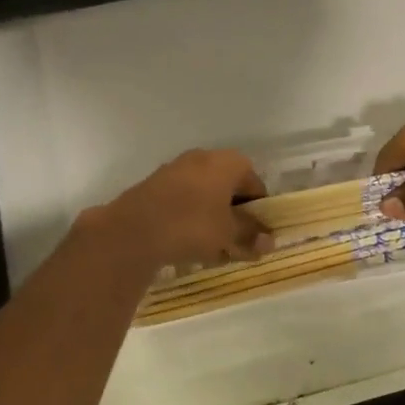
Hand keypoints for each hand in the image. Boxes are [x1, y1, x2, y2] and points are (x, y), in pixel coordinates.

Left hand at [92, 150, 273, 269]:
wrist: (133, 229)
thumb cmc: (193, 225)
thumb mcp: (228, 234)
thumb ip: (250, 236)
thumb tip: (270, 241)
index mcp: (229, 162)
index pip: (255, 184)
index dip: (259, 211)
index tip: (257, 235)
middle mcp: (204, 157)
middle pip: (229, 187)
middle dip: (234, 214)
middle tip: (235, 242)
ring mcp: (177, 168)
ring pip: (205, 194)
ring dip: (212, 217)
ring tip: (211, 246)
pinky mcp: (156, 183)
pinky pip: (183, 199)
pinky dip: (190, 216)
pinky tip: (186, 241)